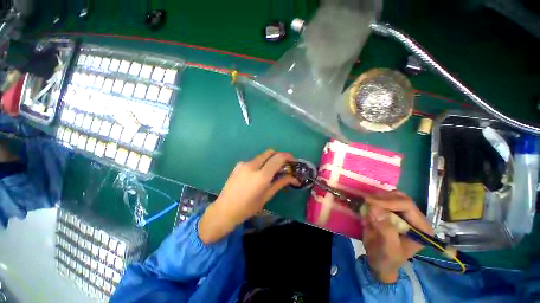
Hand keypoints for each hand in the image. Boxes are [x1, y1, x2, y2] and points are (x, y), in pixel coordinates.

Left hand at [199, 150, 298, 243]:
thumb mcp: (267, 196)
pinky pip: (254, 160)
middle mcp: (252, 165)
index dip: (287, 156)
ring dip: (269, 160)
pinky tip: (257, 174)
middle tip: (283, 165)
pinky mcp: (238, 164)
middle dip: (279, 156)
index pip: (278, 158)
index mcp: (261, 175)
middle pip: (270, 152)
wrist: (224, 209)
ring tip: (270, 171)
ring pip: (262, 156)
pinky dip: (260, 163)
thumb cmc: (248, 207)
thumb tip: (293, 178)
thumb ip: (280, 183)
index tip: (293, 161)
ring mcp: (244, 163)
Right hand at [361, 191, 432, 283]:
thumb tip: (374, 208)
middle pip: (399, 197)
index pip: (407, 205)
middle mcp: (415, 217)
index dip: (387, 201)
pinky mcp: (392, 211)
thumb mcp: (388, 248)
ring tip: (365, 204)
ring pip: (391, 195)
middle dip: (381, 198)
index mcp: (421, 227)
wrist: (379, 262)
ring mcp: (403, 213)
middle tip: (365, 201)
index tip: (369, 202)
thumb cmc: (387, 258)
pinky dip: (374, 199)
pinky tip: (367, 205)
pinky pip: (383, 198)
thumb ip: (385, 229)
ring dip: (376, 198)